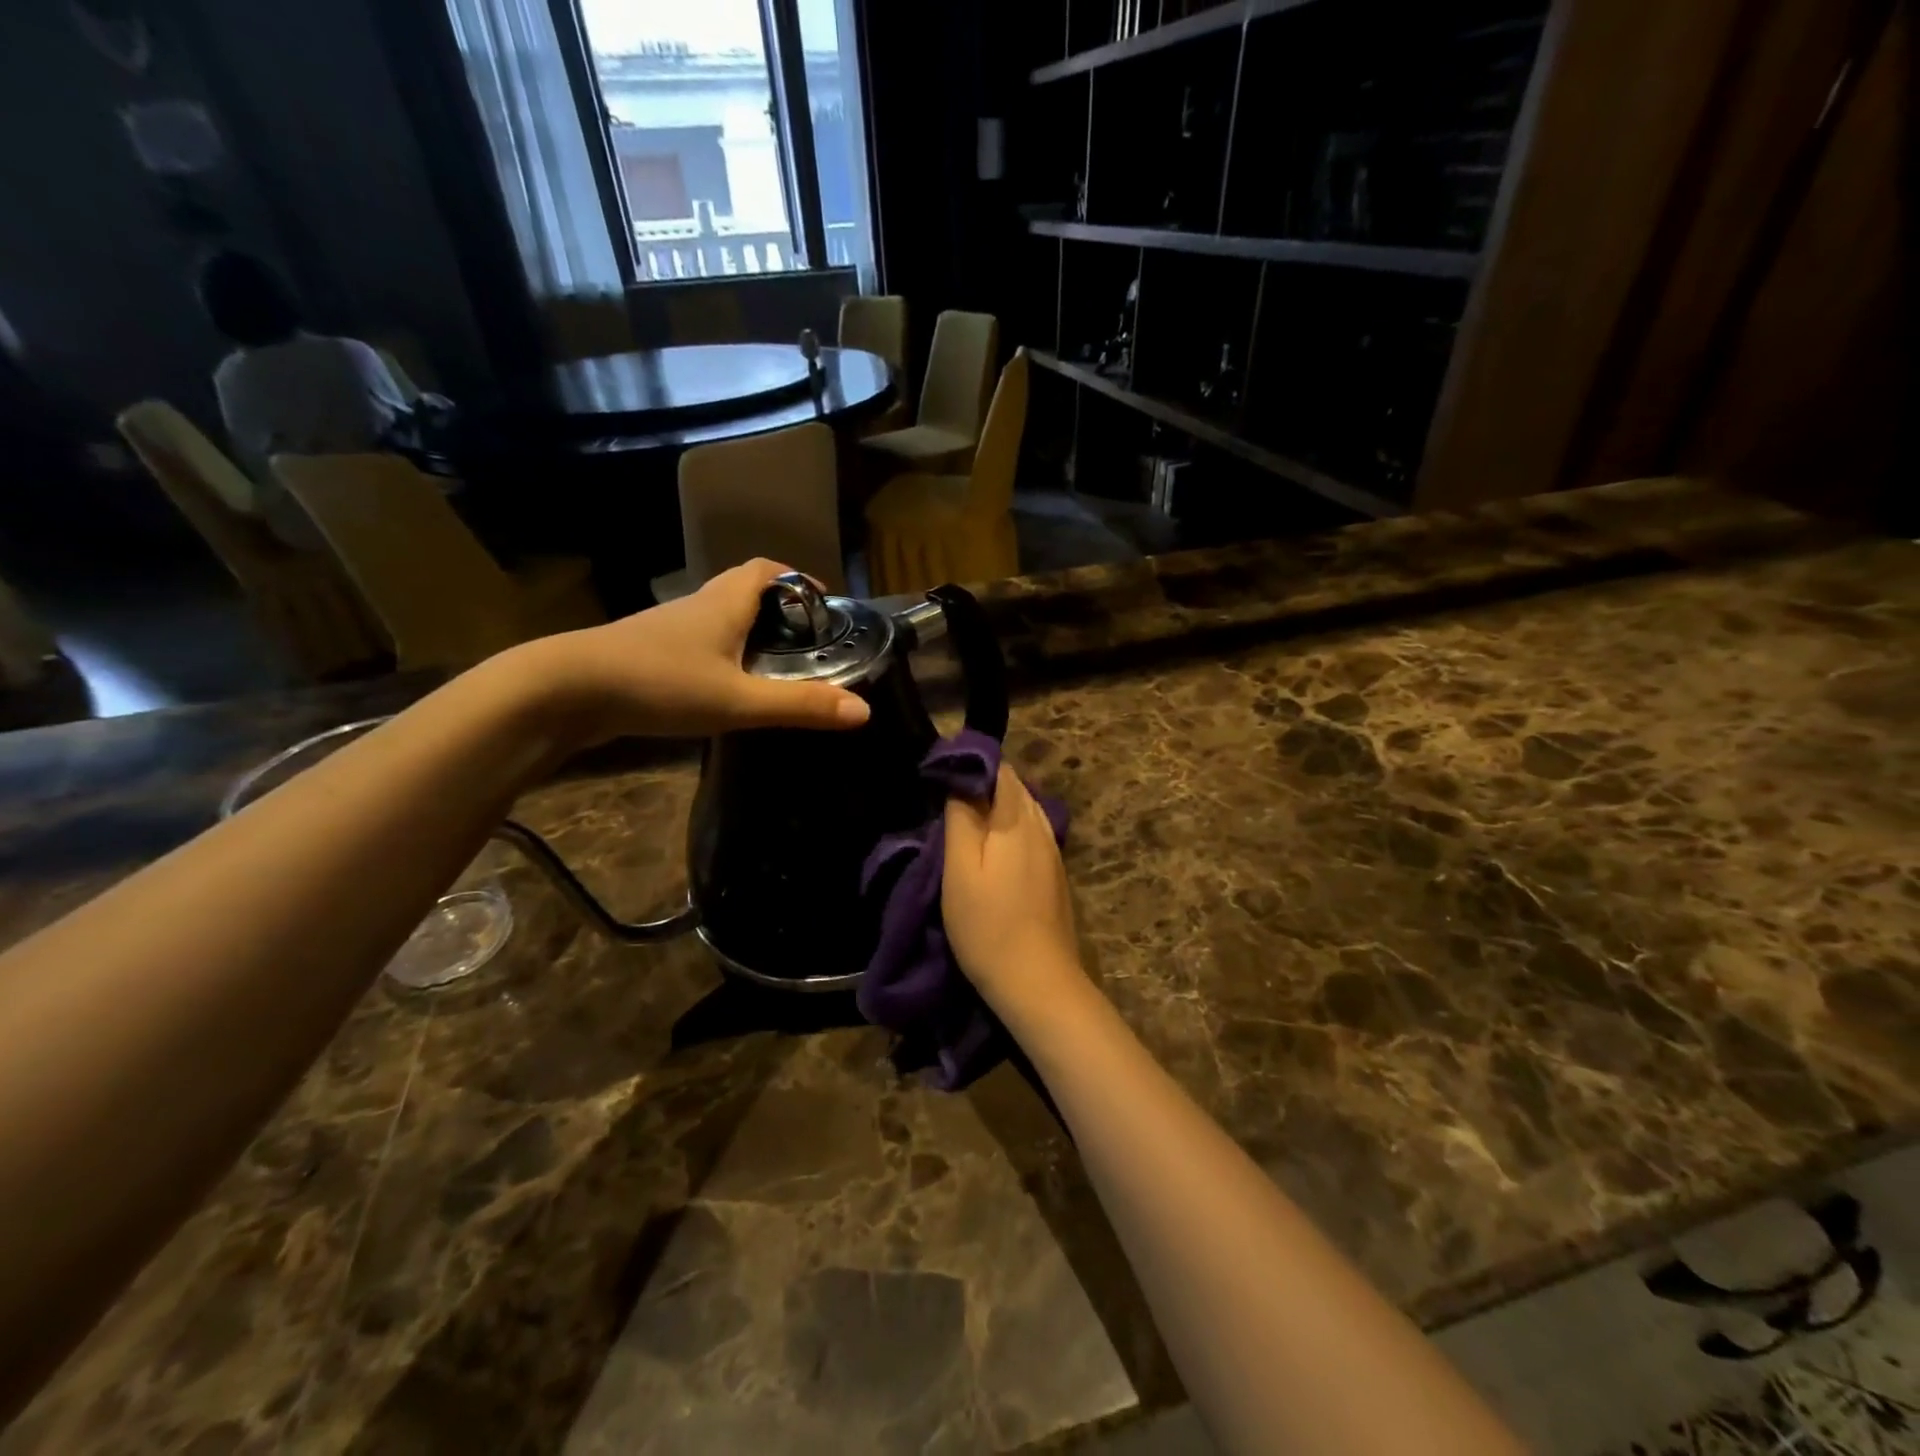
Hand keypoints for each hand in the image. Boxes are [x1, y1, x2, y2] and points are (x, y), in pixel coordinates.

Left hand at [512, 559, 870, 747]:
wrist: (564, 691)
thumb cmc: (659, 683)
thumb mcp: (738, 700)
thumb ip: (799, 706)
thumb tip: (864, 711)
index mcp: (724, 603)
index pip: (766, 569)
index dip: (797, 579)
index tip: (822, 604)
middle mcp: (698, 606)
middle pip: (743, 590)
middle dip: (778, 608)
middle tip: (804, 641)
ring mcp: (668, 630)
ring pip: (718, 618)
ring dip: (747, 632)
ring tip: (772, 666)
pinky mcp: (647, 654)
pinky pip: (696, 643)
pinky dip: (720, 654)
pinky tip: (724, 687)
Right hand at [943, 763, 1089, 1024]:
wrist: (1038, 982)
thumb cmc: (988, 926)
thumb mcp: (959, 870)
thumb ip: (961, 819)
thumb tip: (960, 781)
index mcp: (1017, 820)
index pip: (1000, 770)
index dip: (972, 764)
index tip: (941, 772)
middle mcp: (1041, 827)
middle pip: (1015, 788)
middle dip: (984, 783)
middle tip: (947, 795)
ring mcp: (1053, 852)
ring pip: (1026, 811)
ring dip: (998, 806)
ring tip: (966, 819)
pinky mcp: (1055, 875)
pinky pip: (1032, 833)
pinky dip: (1011, 828)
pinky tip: (994, 848)